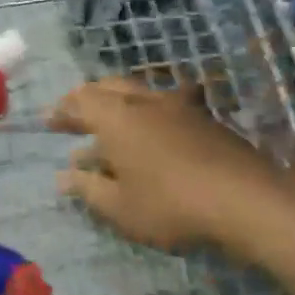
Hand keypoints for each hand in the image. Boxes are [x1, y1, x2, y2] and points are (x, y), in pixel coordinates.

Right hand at [48, 77, 265, 253]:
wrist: (246, 200)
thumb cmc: (170, 205)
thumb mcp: (119, 207)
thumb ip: (88, 188)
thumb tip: (64, 176)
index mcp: (115, 117)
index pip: (79, 102)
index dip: (62, 111)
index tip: (49, 122)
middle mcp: (143, 101)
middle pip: (108, 87)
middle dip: (88, 99)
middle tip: (76, 116)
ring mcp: (178, 106)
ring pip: (139, 92)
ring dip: (120, 104)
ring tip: (113, 121)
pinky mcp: (205, 118)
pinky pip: (168, 104)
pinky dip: (152, 112)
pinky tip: (160, 127)